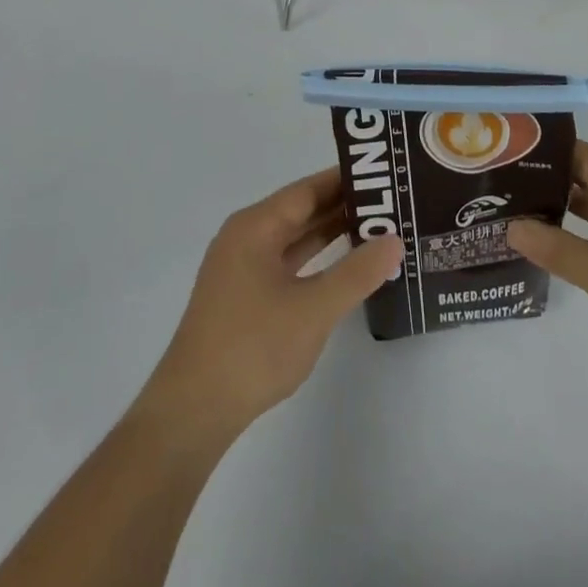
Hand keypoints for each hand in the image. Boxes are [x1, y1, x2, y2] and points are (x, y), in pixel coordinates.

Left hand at [140, 169, 403, 439]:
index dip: (346, 180)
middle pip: (301, 210)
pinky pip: (288, 263)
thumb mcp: (313, 309)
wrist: (193, 412)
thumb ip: (357, 273)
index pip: (307, 190)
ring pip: (295, 238)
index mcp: (255, 227)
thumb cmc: (253, 348)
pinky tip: (345, 267)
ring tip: (378, 228)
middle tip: (392, 202)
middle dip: (344, 206)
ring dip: (332, 234)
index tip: (385, 174)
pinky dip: (317, 260)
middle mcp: (246, 238)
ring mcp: (243, 269)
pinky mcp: (244, 297)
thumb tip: (394, 240)